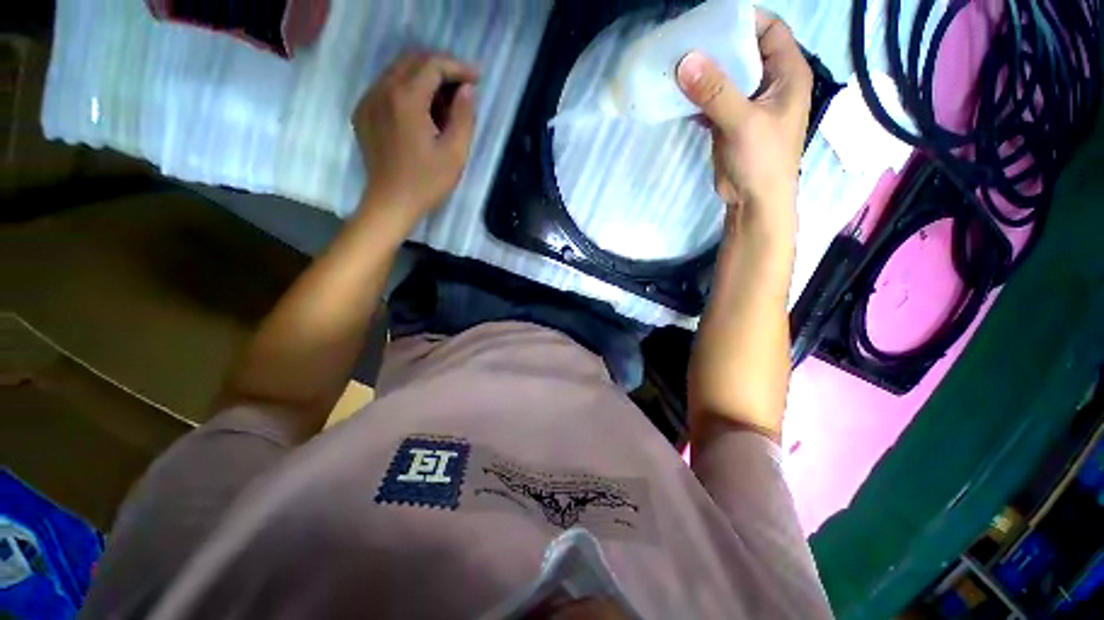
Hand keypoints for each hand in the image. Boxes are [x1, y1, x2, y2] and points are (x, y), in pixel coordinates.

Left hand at [353, 52, 479, 227]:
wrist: (391, 203)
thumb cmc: (427, 183)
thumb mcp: (455, 153)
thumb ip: (464, 117)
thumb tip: (467, 90)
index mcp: (405, 99)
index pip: (433, 65)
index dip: (457, 67)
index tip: (477, 78)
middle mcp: (382, 90)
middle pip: (413, 61)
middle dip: (441, 68)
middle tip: (462, 87)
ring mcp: (368, 101)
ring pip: (398, 72)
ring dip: (424, 78)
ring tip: (445, 101)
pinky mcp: (363, 113)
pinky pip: (386, 87)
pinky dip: (407, 89)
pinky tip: (421, 111)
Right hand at [677, 11, 811, 236]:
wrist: (753, 201)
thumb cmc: (762, 160)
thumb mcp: (743, 122)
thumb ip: (716, 92)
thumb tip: (685, 62)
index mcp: (787, 73)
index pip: (770, 30)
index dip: (744, 20)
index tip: (710, 21)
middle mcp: (769, 83)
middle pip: (743, 51)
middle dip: (716, 46)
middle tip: (685, 43)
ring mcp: (748, 104)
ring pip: (725, 77)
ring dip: (703, 73)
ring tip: (676, 67)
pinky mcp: (730, 123)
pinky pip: (712, 101)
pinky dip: (697, 98)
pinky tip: (678, 97)